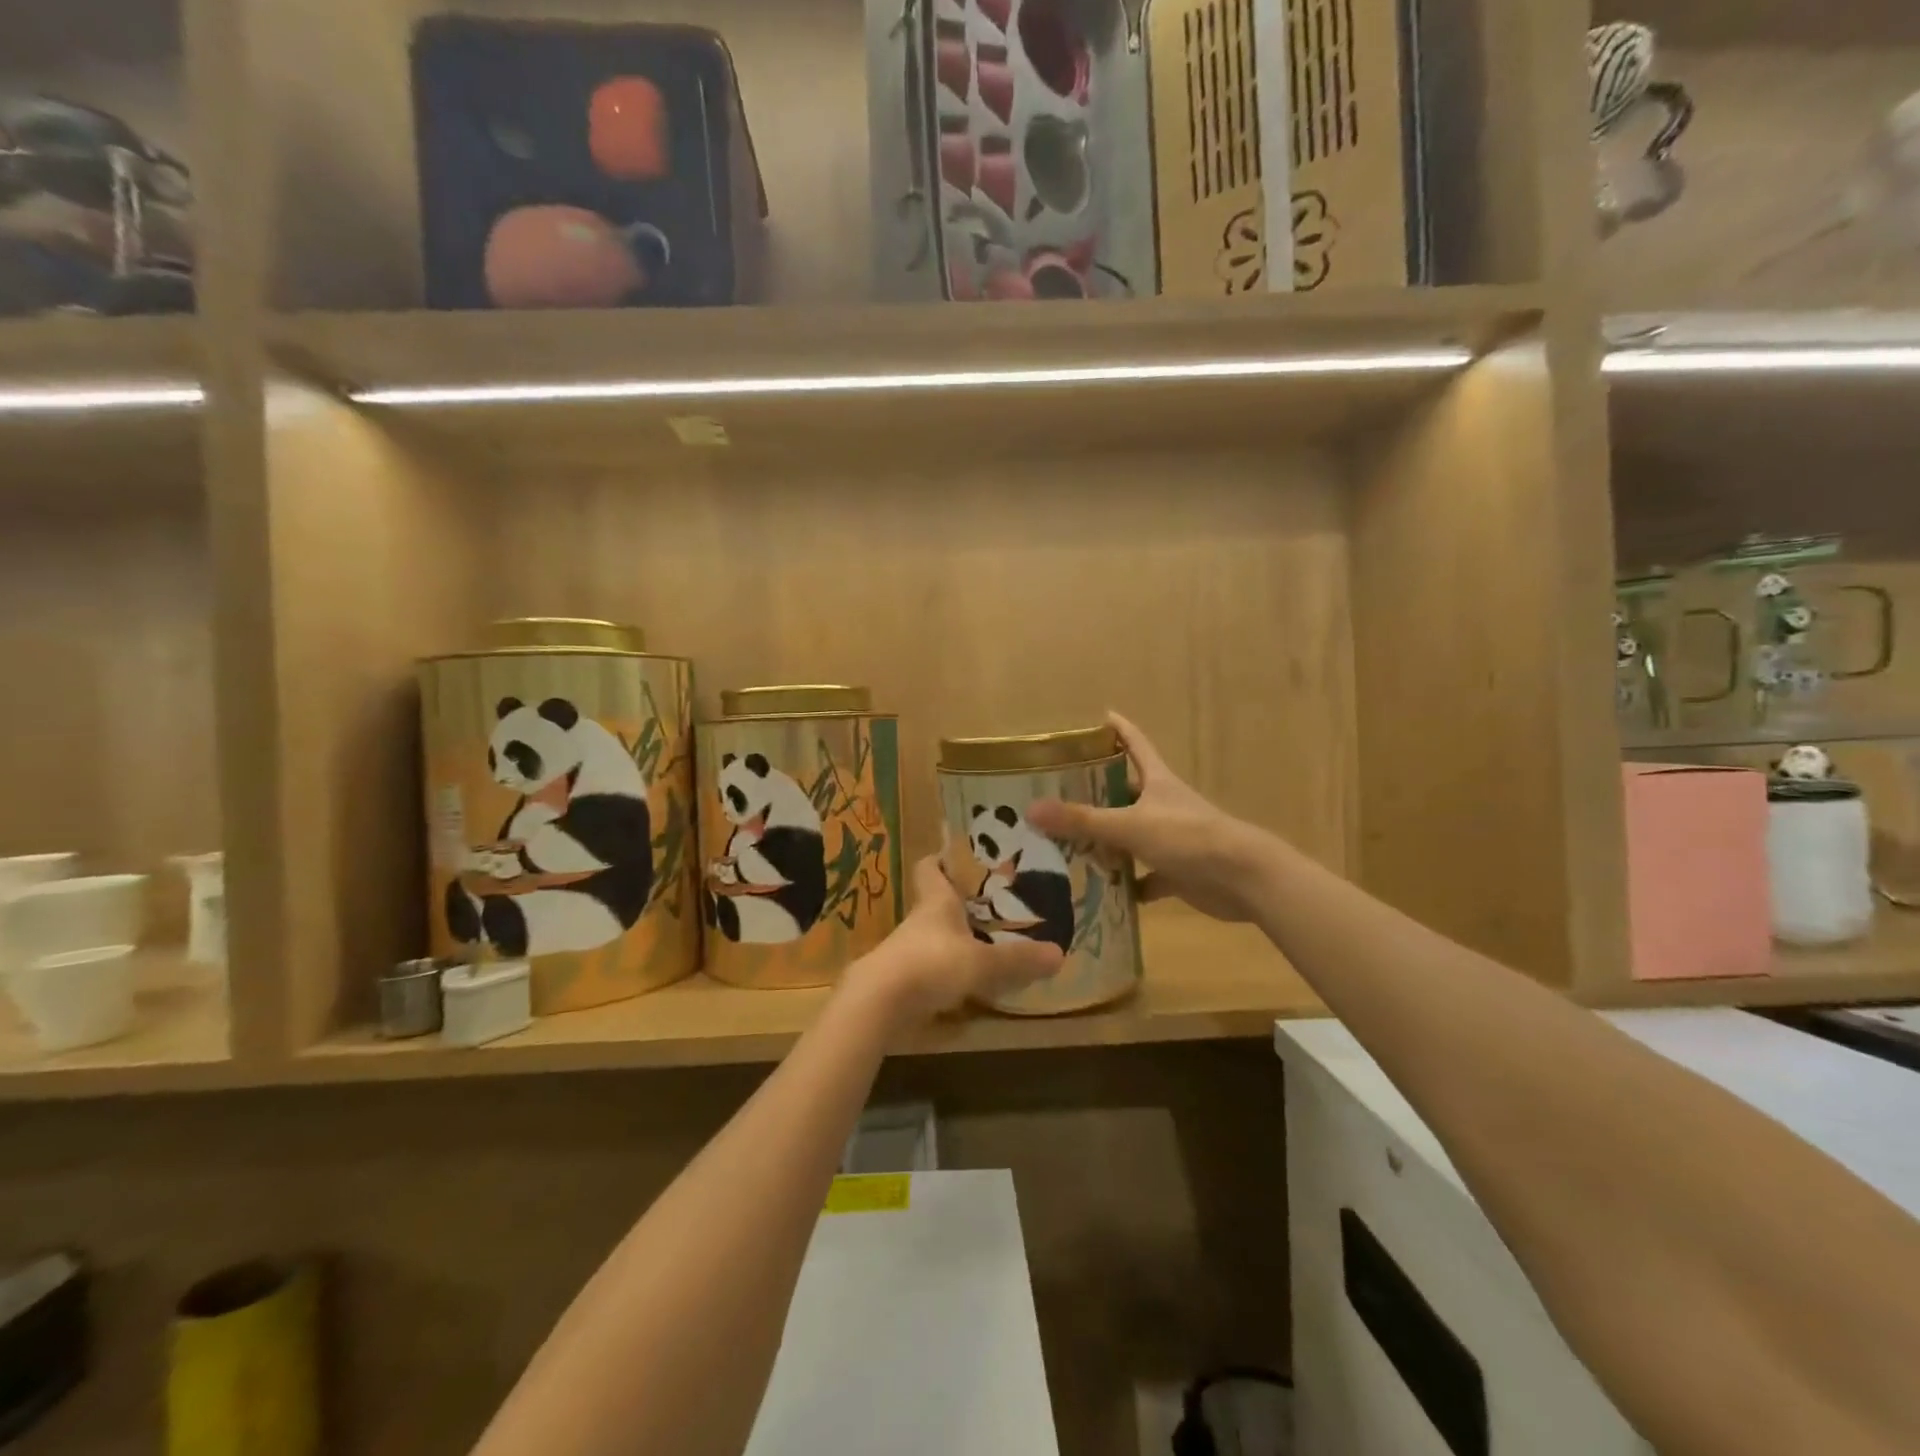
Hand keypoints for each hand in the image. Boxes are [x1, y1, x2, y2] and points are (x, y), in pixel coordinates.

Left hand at [842, 858, 1062, 1027]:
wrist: (878, 1004)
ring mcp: (908, 952)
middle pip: (937, 902)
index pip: (930, 867)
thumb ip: (1018, 960)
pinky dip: (949, 971)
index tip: (960, 855)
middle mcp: (920, 922)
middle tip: (996, 903)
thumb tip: (1060, 954)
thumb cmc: (930, 964)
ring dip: (957, 939)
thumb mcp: (982, 962)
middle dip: (961, 902)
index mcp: (936, 902)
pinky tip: (971, 982)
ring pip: (935, 936)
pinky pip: (931, 968)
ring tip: (991, 942)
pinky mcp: (904, 981)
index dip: (942, 858)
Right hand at [1028, 712, 1268, 922]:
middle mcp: (1163, 805)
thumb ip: (1082, 820)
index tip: (1099, 716)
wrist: (1243, 878)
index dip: (1118, 729)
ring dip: (1106, 843)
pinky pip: (1145, 877)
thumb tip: (1031, 810)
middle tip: (1058, 796)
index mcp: (1157, 781)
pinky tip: (1102, 893)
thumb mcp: (1130, 826)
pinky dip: (1127, 885)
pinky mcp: (1178, 871)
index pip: (1134, 744)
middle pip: (1126, 792)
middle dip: (1096, 793)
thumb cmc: (1188, 838)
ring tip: (1067, 846)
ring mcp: (1172, 839)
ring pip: (1131, 836)